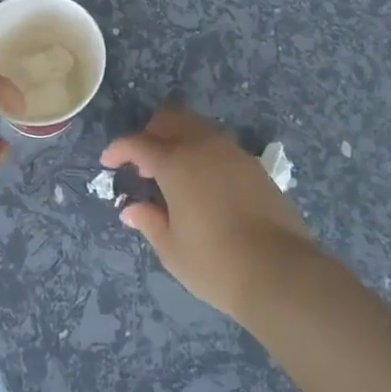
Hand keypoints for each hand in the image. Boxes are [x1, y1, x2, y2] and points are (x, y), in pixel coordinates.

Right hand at [102, 105, 322, 321]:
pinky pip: (219, 144)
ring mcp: (232, 152)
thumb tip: (131, 209)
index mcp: (175, 163)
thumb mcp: (172, 249)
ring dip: (178, 138)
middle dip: (150, 133)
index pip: (137, 143)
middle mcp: (202, 146)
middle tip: (142, 162)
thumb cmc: (216, 264)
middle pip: (170, 119)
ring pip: (197, 126)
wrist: (281, 272)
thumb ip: (149, 222)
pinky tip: (203, 182)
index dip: (118, 149)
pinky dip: (202, 151)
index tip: (109, 162)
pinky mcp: (253, 165)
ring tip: (173, 171)